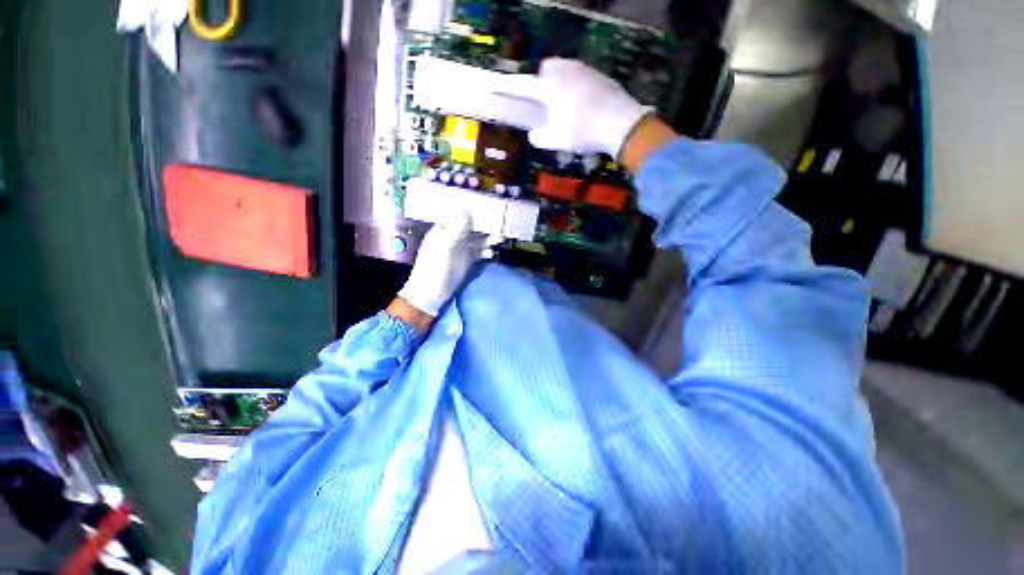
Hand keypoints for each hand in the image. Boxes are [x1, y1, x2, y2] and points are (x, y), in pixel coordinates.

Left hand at [396, 211, 491, 319]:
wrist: (432, 293)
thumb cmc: (433, 268)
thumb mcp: (443, 247)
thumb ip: (455, 230)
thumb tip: (467, 210)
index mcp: (444, 229)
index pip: (460, 213)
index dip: (473, 209)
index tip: (488, 206)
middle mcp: (455, 235)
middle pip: (473, 225)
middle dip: (486, 224)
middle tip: (500, 224)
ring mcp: (462, 248)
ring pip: (479, 238)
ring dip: (489, 238)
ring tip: (500, 239)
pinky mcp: (469, 259)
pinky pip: (481, 251)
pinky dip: (488, 250)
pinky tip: (493, 253)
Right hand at [499, 58, 652, 158]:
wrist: (620, 122)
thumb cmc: (582, 132)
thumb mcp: (556, 141)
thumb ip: (540, 137)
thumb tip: (534, 134)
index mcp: (549, 87)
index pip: (522, 86)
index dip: (507, 88)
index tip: (495, 86)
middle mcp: (565, 71)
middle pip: (546, 68)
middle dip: (541, 81)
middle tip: (546, 102)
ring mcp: (584, 70)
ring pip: (565, 68)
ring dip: (559, 82)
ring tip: (566, 104)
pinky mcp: (599, 74)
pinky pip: (581, 75)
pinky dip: (576, 86)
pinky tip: (584, 103)